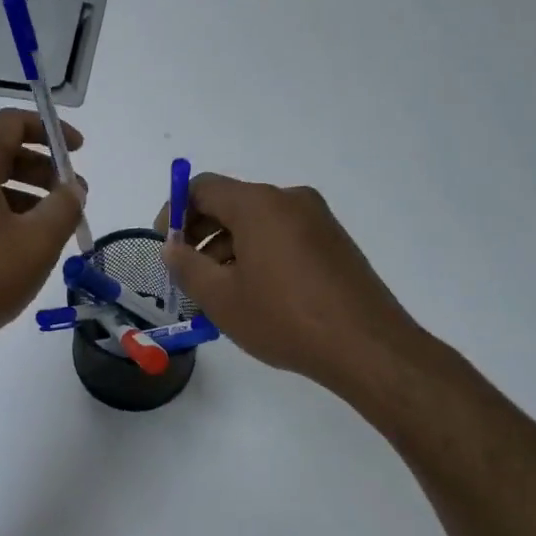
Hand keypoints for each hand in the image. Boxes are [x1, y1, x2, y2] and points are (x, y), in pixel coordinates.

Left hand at [0, 109, 86, 362]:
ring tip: (53, 225)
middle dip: (42, 169)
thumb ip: (64, 206)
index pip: (11, 123)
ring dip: (24, 194)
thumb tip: (73, 188)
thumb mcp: (37, 242)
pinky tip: (21, 246)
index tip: (78, 151)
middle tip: (72, 196)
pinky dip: (1, 212)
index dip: (50, 131)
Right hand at [160, 175, 428, 394]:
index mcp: (259, 204)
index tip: (166, 246)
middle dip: (202, 233)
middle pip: (231, 202)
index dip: (175, 212)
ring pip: (258, 221)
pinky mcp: (333, 241)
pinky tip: (256, 292)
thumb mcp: (221, 298)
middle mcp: (289, 199)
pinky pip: (283, 234)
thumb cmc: (285, 319)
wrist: (368, 348)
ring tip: (219, 291)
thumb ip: (187, 266)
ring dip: (229, 246)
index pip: (203, 188)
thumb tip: (172, 247)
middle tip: (187, 271)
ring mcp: (317, 218)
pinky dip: (259, 252)